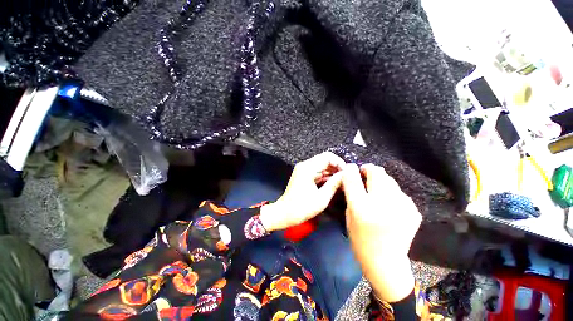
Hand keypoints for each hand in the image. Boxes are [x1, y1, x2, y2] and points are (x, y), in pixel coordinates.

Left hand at [260, 152, 345, 231]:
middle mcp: (305, 166)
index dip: (340, 163)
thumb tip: (346, 175)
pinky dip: (326, 177)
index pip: (328, 157)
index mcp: (307, 168)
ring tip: (342, 183)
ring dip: (332, 173)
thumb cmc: (301, 208)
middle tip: (347, 179)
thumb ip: (334, 184)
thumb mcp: (322, 198)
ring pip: (322, 166)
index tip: (348, 173)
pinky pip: (318, 172)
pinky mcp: (304, 175)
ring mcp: (303, 170)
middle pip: (325, 160)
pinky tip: (334, 184)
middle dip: (337, 168)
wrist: (284, 213)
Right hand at [342, 163, 420, 302]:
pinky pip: (398, 192)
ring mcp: (402, 207)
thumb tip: (355, 174)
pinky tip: (388, 205)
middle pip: (377, 172)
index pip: (353, 177)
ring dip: (380, 181)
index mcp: (362, 207)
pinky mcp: (414, 210)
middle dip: (369, 169)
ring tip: (376, 191)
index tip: (351, 168)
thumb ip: (352, 193)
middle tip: (364, 174)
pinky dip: (391, 193)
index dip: (351, 169)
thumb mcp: (349, 214)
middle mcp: (383, 204)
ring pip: (389, 179)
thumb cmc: (360, 238)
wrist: (386, 261)